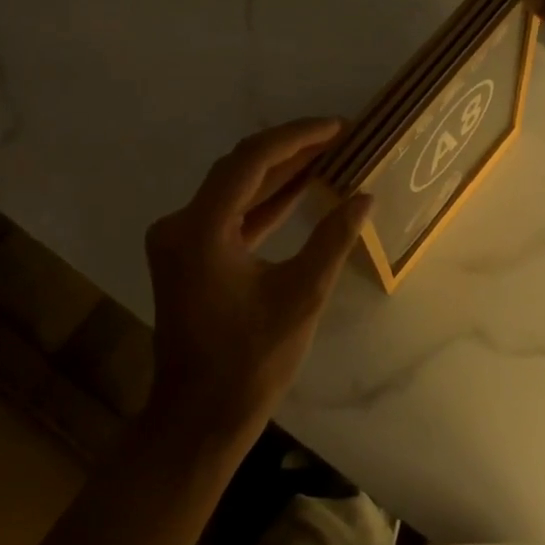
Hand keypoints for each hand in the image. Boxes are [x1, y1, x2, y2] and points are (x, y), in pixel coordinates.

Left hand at [143, 119, 372, 441]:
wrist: (200, 417)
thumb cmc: (251, 361)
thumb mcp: (302, 295)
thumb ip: (332, 239)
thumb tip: (364, 197)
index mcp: (201, 229)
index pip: (252, 160)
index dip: (298, 137)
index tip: (338, 127)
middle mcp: (181, 224)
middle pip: (239, 168)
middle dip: (291, 149)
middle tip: (339, 136)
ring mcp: (180, 240)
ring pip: (235, 189)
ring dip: (279, 173)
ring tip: (328, 154)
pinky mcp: (188, 256)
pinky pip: (229, 215)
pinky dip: (264, 203)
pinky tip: (300, 190)